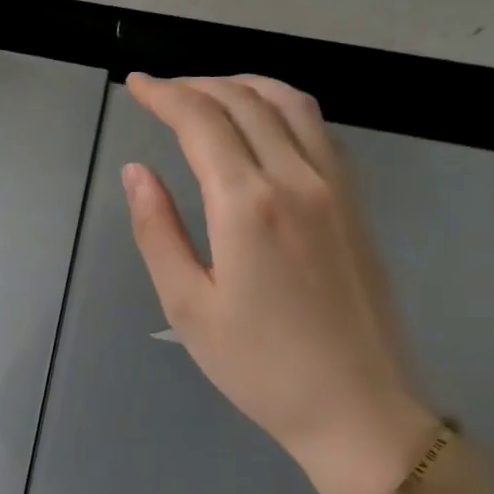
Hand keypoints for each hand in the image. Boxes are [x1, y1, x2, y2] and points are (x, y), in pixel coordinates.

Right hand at [121, 73, 434, 493]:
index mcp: (248, 205)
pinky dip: (281, 106)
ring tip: (207, 92)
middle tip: (160, 90)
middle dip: (196, 85)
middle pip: (245, 101)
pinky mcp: (356, 204)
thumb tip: (136, 171)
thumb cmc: (259, 366)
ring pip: (291, 104)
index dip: (164, 95)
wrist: (358, 408)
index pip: (201, 122)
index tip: (135, 85)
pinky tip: (261, 124)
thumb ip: (157, 230)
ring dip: (243, 85)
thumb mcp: (187, 305)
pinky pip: (318, 130)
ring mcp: (336, 188)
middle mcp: (297, 180)